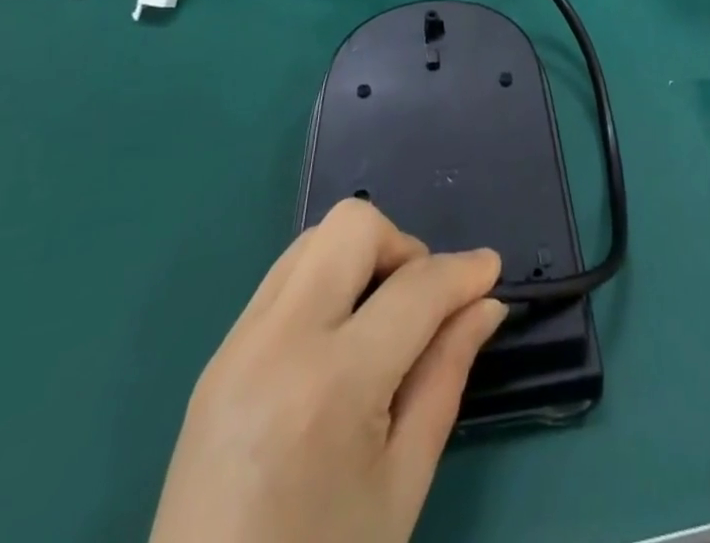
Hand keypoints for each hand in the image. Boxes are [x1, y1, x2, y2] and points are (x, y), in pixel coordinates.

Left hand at [149, 199, 506, 542]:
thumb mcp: (403, 484)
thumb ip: (446, 375)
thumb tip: (485, 304)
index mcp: (330, 385)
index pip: (415, 288)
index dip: (464, 271)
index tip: (491, 271)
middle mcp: (277, 342)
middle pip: (353, 226)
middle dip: (403, 248)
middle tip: (421, 306)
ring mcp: (237, 344)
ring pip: (315, 240)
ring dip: (361, 259)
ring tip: (379, 323)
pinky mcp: (217, 356)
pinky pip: (285, 278)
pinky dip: (326, 284)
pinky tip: (337, 345)